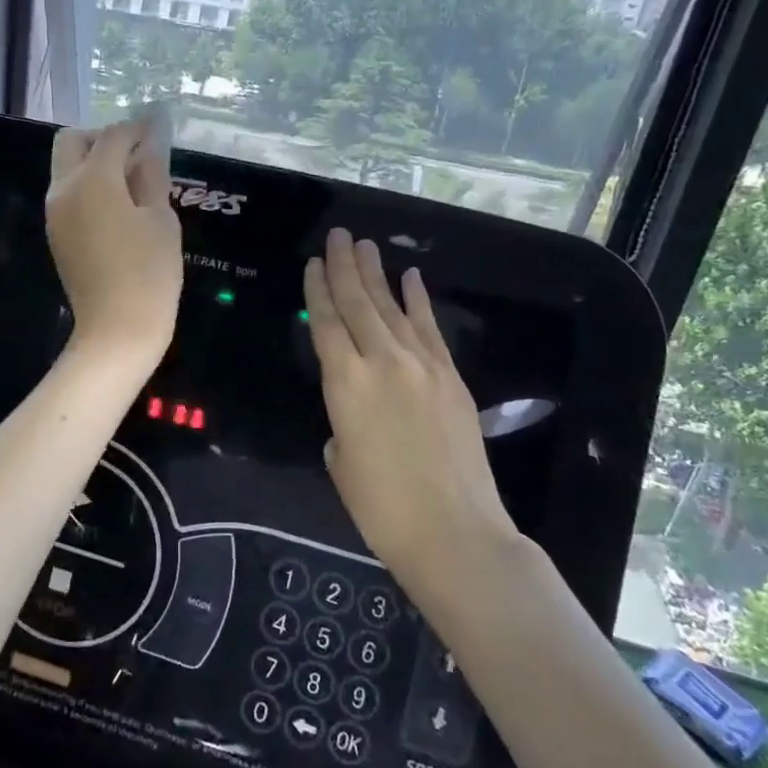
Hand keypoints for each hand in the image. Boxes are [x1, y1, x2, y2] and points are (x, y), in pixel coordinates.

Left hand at [47, 119, 182, 367]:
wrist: (117, 330)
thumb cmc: (149, 273)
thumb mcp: (160, 219)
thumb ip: (152, 176)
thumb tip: (150, 146)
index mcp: (92, 179)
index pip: (113, 136)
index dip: (137, 127)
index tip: (157, 126)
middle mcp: (64, 189)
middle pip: (73, 142)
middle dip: (103, 137)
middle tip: (135, 152)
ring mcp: (55, 213)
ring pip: (66, 168)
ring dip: (93, 162)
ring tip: (132, 180)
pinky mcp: (56, 234)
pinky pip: (68, 194)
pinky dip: (89, 186)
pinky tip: (118, 205)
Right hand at [303, 228, 519, 589]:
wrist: (454, 532)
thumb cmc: (382, 508)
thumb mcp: (342, 462)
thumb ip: (342, 424)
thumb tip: (355, 413)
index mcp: (345, 384)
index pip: (325, 324)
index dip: (317, 291)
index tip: (313, 264)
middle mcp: (381, 362)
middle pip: (358, 304)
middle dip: (345, 267)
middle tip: (339, 235)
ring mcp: (421, 365)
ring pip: (392, 308)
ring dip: (377, 275)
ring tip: (365, 245)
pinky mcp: (450, 376)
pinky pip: (429, 328)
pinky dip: (418, 300)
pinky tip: (411, 277)